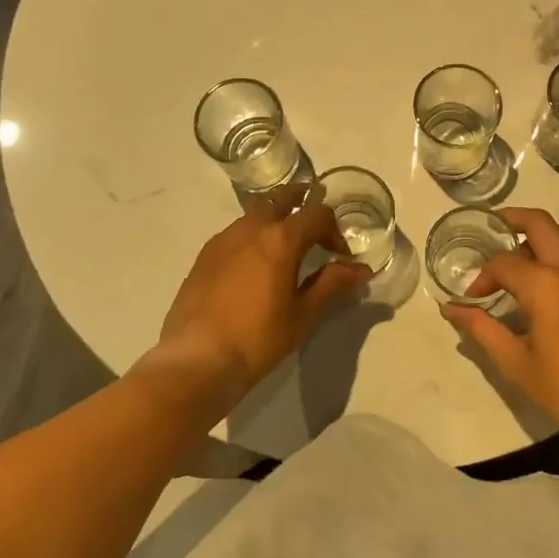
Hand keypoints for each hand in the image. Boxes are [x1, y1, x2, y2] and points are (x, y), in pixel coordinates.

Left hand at [143, 185, 372, 406]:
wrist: (197, 359)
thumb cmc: (258, 337)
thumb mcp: (304, 313)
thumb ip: (332, 283)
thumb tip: (361, 269)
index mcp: (281, 238)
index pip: (317, 214)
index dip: (334, 231)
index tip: (340, 256)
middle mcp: (251, 228)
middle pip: (281, 199)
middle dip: (302, 202)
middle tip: (314, 224)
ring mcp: (223, 239)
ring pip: (255, 214)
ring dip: (275, 220)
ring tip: (284, 247)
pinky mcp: (204, 255)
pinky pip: (235, 233)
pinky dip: (252, 237)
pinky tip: (253, 266)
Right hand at [438, 207, 558, 443]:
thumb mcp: (517, 364)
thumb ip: (482, 329)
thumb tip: (451, 309)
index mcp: (545, 285)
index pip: (503, 262)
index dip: (483, 276)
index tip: (474, 298)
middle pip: (540, 223)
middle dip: (513, 220)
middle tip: (495, 230)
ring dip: (540, 237)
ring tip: (522, 258)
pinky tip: (555, 286)